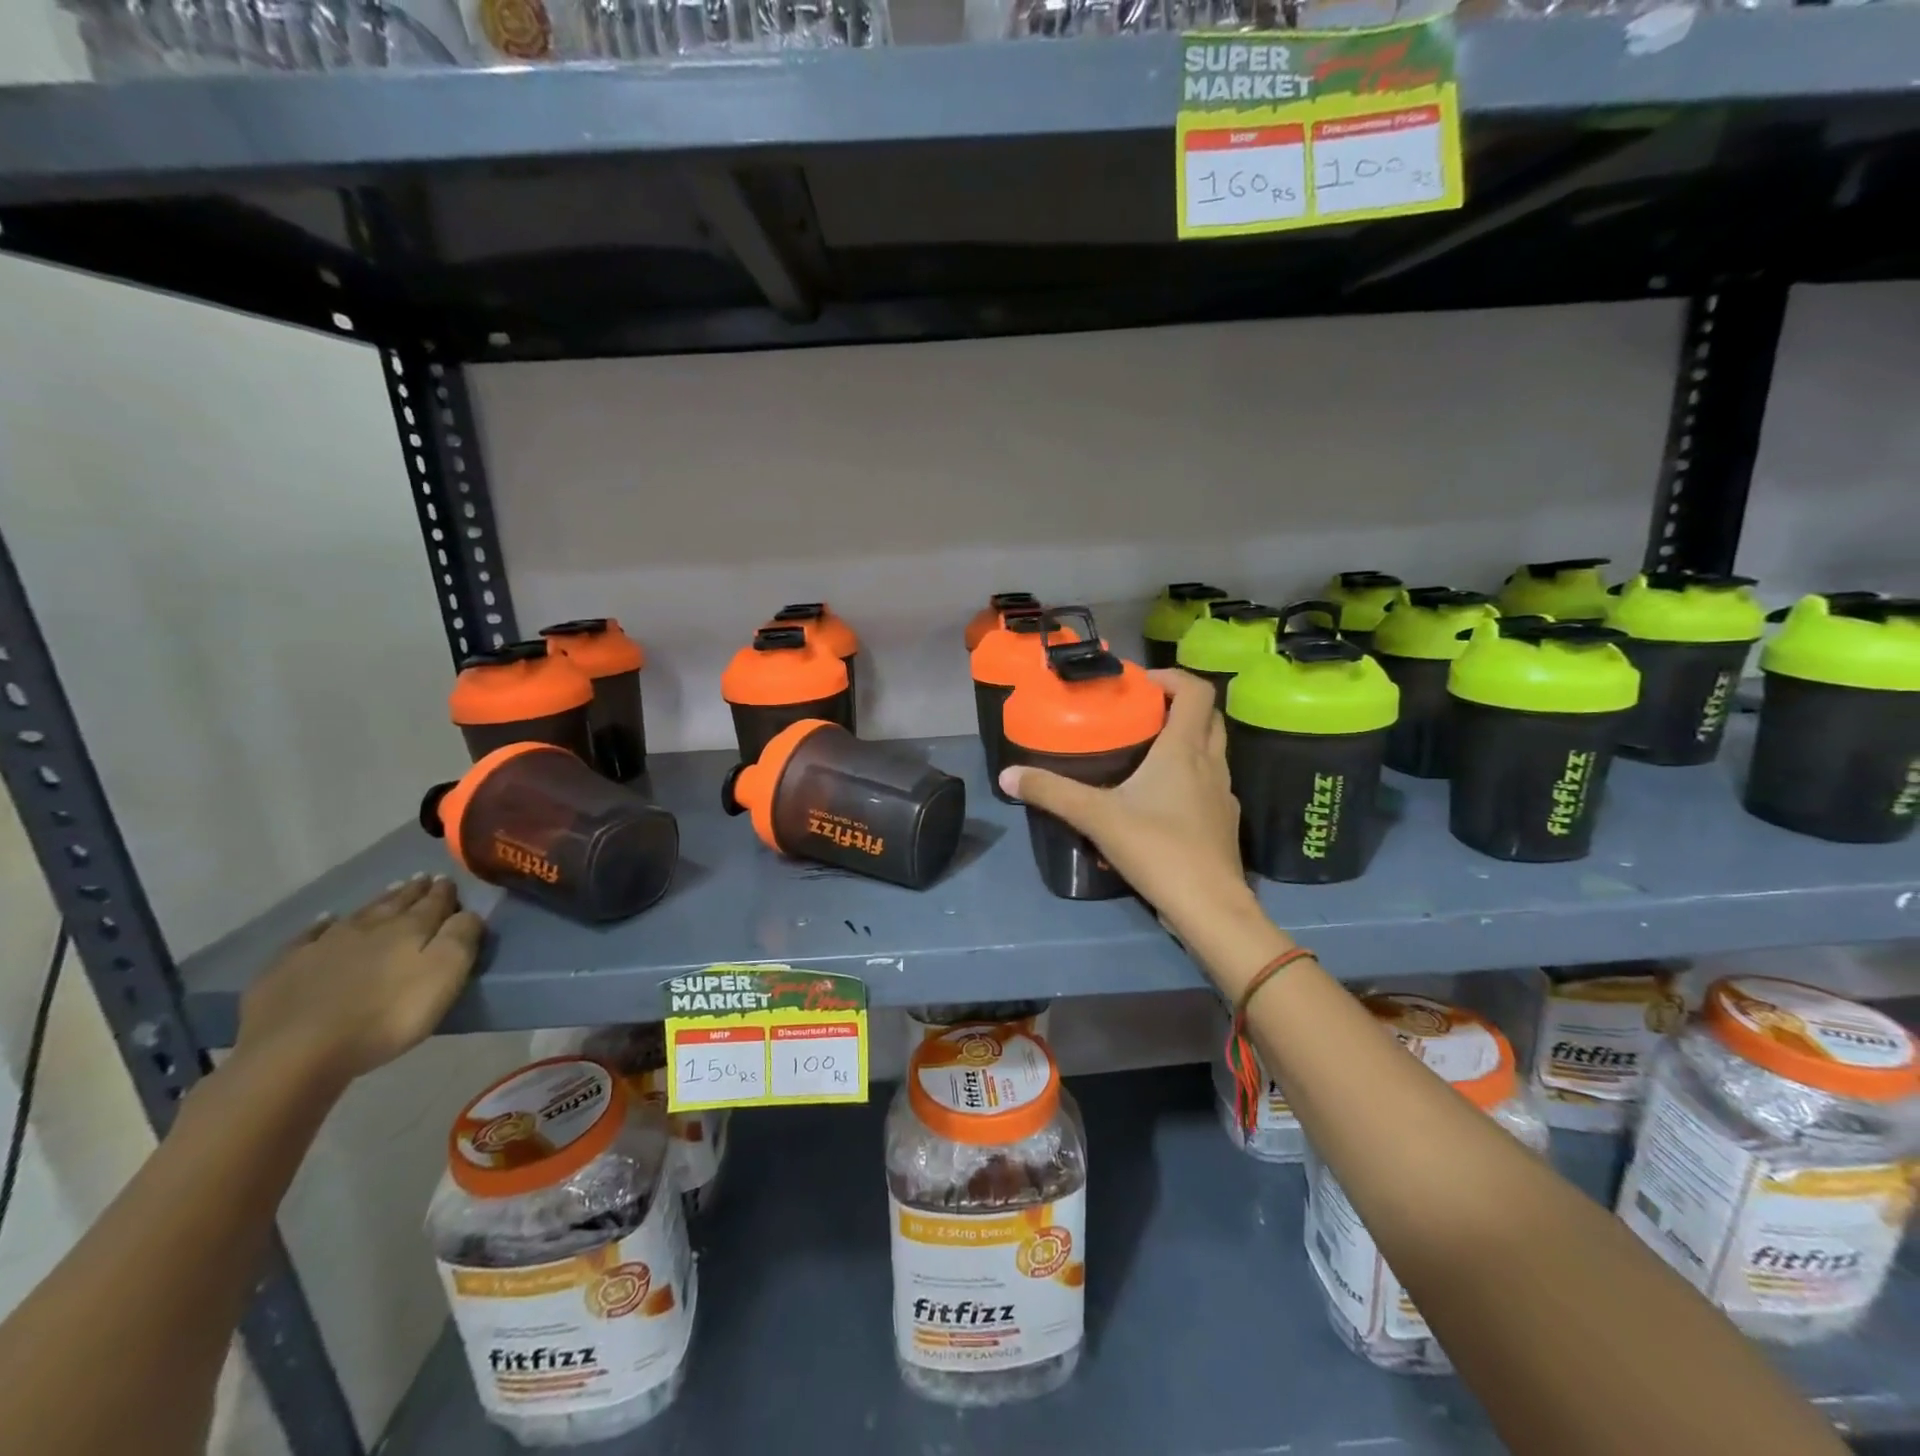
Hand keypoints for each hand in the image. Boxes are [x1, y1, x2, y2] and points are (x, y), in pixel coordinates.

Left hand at [235, 876, 484, 1085]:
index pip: (433, 903)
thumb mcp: (444, 976)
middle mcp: (368, 928)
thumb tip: (469, 912)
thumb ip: (461, 938)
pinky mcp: (286, 968)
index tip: (449, 880)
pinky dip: (320, 925)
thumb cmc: (386, 1016)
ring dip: (376, 902)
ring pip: (358, 914)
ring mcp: (322, 945)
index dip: (443, 892)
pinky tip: (324, 920)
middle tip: (422, 879)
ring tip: (389, 891)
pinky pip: (308, 936)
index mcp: (410, 929)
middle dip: (412, 891)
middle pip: (395, 903)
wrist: (296, 1052)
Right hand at [999, 668, 1261, 946]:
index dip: (1171, 678)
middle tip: (1142, 715)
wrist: (1209, 906)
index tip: (1140, 685)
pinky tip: (1161, 800)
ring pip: (1213, 750)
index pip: (1196, 691)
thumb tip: (1007, 774)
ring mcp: (1224, 794)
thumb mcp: (1096, 817)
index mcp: (1184, 749)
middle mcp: (1211, 763)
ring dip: (1187, 741)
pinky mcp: (1225, 822)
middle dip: (1179, 706)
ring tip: (1148, 754)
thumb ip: (1052, 792)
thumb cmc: (1157, 849)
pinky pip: (1211, 784)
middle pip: (1207, 717)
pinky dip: (1191, 777)